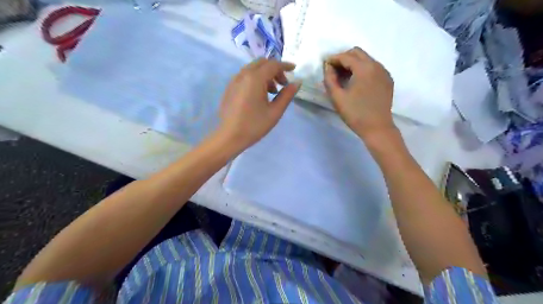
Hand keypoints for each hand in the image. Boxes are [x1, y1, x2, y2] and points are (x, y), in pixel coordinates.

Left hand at [217, 58, 300, 151]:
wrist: (229, 137)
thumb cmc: (254, 126)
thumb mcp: (275, 112)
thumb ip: (287, 95)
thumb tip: (297, 82)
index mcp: (255, 79)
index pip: (273, 64)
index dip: (285, 65)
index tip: (294, 70)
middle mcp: (243, 75)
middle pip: (262, 63)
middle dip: (275, 69)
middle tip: (283, 84)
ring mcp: (234, 80)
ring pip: (252, 69)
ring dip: (265, 74)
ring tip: (272, 92)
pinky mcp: (229, 88)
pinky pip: (245, 76)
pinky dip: (255, 79)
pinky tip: (258, 95)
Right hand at [322, 46, 394, 136]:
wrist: (377, 128)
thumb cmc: (355, 114)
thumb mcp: (337, 97)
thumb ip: (329, 79)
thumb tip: (327, 67)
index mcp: (364, 68)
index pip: (346, 56)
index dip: (333, 59)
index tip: (325, 65)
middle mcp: (376, 65)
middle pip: (357, 53)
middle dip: (344, 58)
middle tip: (334, 70)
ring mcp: (384, 72)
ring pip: (366, 59)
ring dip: (353, 64)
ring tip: (344, 77)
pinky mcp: (388, 80)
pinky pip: (373, 68)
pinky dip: (363, 70)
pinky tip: (357, 82)